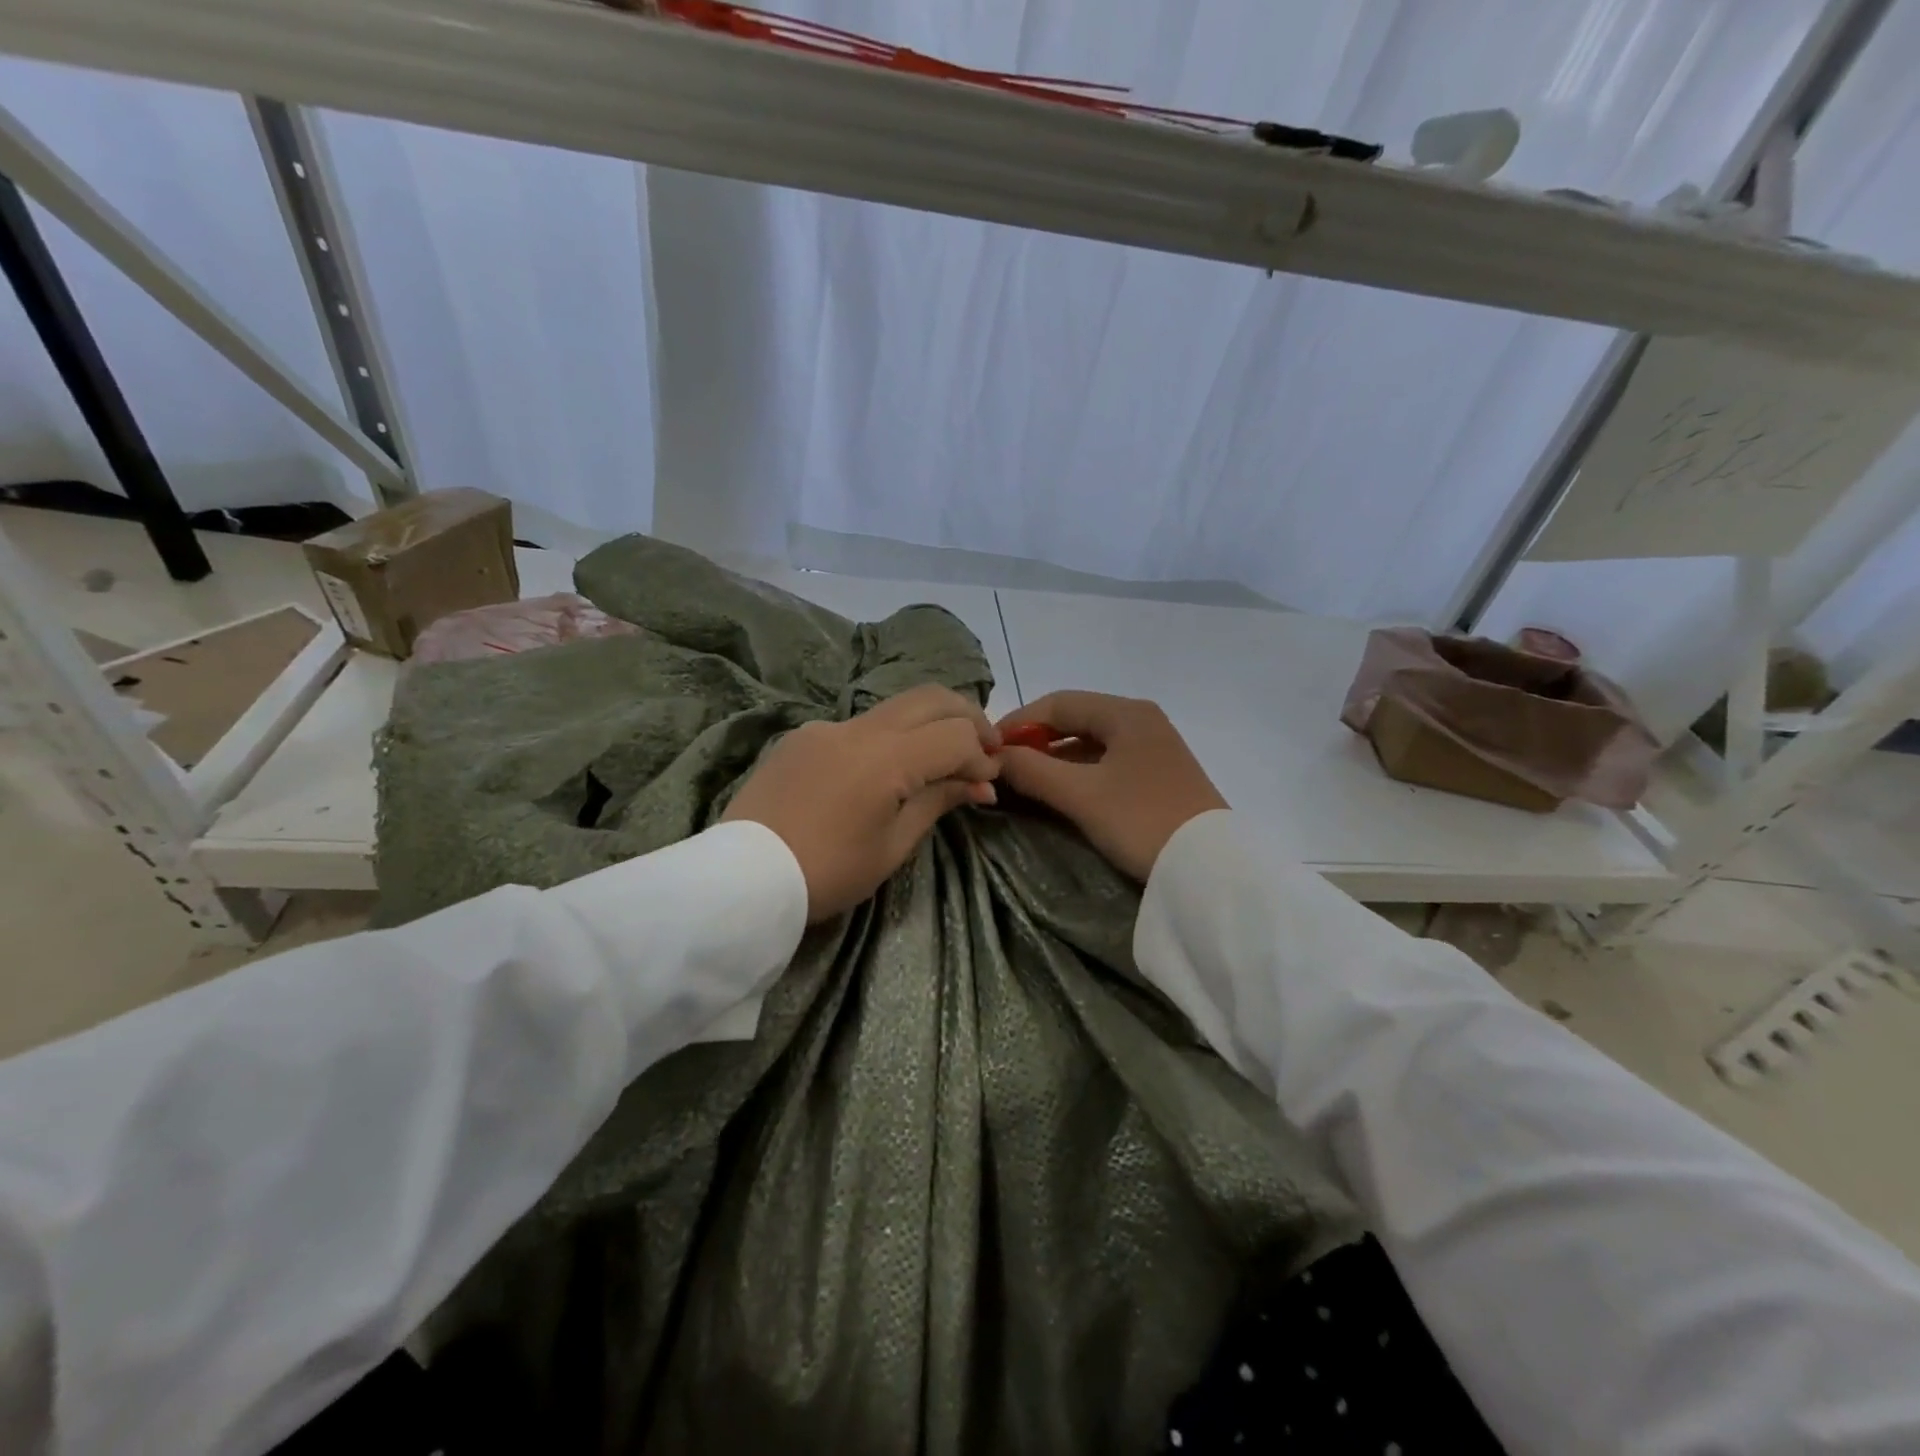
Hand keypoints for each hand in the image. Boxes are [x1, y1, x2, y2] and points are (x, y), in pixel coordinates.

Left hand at [724, 685, 1000, 920]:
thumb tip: (980, 784)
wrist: (741, 878)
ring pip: (894, 706)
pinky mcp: (802, 736)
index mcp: (886, 758)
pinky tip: (883, 770)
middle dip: (968, 716)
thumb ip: (937, 802)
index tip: (988, 784)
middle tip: (984, 747)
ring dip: (928, 721)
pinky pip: (857, 725)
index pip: (955, 736)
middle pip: (931, 698)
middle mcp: (859, 728)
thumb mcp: (891, 846)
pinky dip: (887, 736)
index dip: (982, 756)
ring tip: (941, 754)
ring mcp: (826, 727)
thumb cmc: (826, 872)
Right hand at [994, 691, 1226, 881]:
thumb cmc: (1141, 820)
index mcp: (1126, 712)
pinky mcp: (1158, 776)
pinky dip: (1078, 773)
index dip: (1018, 722)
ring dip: (1055, 759)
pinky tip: (1059, 793)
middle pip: (1075, 720)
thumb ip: (1032, 771)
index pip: (1058, 703)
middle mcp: (1142, 721)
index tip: (987, 747)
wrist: (1210, 871)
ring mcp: (1154, 749)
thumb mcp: (1081, 795)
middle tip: (1003, 765)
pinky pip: (1107, 763)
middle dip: (1035, 741)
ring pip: (1090, 743)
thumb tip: (994, 757)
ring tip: (1023, 782)